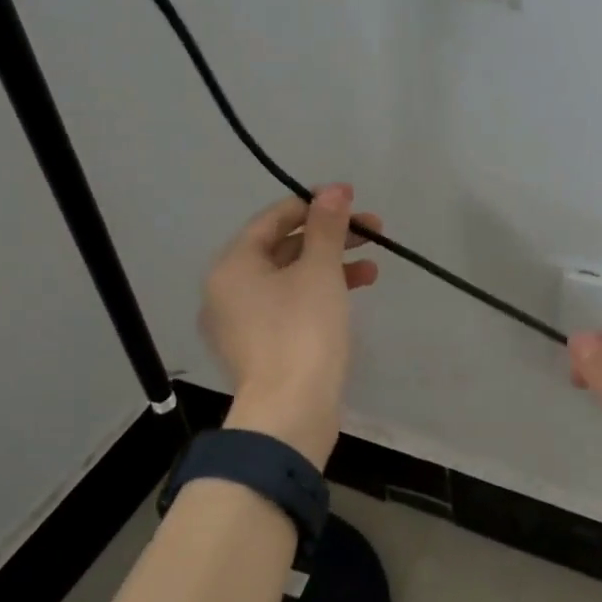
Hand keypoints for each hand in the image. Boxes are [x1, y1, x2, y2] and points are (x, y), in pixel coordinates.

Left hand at [200, 186, 380, 468]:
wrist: (290, 412)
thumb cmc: (302, 331)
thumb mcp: (320, 271)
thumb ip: (327, 226)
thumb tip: (334, 189)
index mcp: (233, 265)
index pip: (274, 218)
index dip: (315, 205)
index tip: (353, 201)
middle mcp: (227, 290)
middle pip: (283, 248)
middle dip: (330, 237)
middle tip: (373, 232)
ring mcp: (240, 323)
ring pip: (289, 279)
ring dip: (331, 267)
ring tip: (373, 269)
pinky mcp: (259, 348)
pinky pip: (288, 306)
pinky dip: (318, 296)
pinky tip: (350, 297)